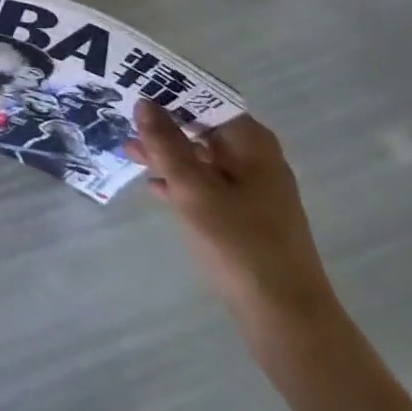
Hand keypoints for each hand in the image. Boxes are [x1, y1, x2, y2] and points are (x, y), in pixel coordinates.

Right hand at [126, 102, 334, 328]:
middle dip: (163, 124)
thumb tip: (144, 102)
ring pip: (201, 157)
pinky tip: (154, 188)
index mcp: (251, 143)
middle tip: (122, 118)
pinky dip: (181, 181)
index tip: (133, 85)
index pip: (204, 99)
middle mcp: (256, 159)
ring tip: (128, 151)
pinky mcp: (247, 219)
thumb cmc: (240, 246)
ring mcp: (254, 191)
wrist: (289, 325)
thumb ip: (166, 143)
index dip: (168, 90)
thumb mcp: (193, 189)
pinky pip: (207, 185)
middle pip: (202, 127)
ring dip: (167, 153)